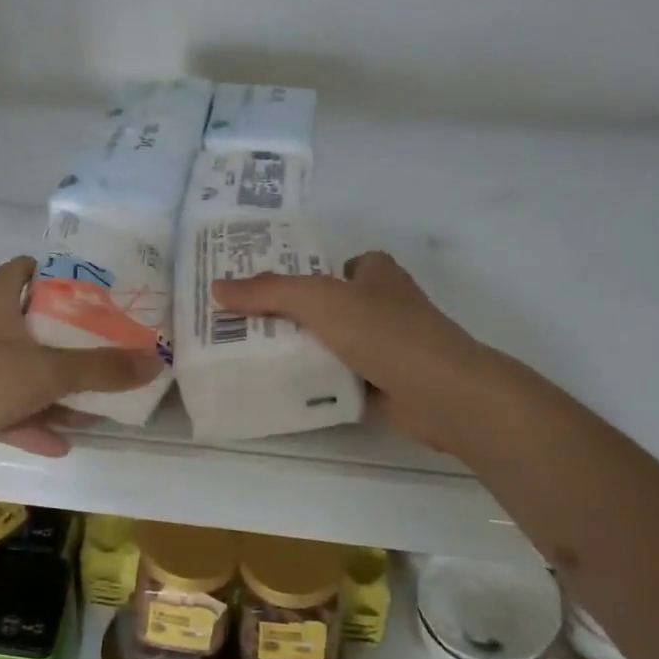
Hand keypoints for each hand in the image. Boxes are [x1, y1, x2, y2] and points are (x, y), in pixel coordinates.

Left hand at [0, 257, 161, 483]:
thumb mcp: (46, 370)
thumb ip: (101, 368)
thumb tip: (155, 361)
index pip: (20, 271)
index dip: (51, 273)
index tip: (88, 286)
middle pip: (26, 325)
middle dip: (63, 338)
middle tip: (103, 346)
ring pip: (17, 373)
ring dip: (51, 389)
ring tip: (92, 405)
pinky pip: (2, 410)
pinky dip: (29, 423)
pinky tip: (60, 444)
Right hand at [212, 251, 482, 450]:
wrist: (441, 393)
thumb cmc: (383, 331)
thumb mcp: (318, 299)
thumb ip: (268, 292)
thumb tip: (217, 288)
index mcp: (375, 273)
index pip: (329, 266)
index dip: (296, 273)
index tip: (256, 289)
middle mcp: (382, 304)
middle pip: (325, 305)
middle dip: (289, 315)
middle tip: (241, 325)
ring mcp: (385, 344)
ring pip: (330, 342)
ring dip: (300, 350)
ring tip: (250, 356)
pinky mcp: (384, 381)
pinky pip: (339, 375)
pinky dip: (316, 381)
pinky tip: (283, 386)